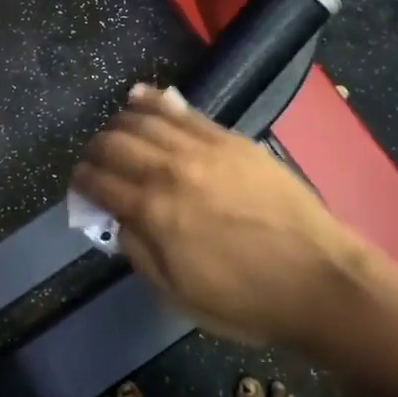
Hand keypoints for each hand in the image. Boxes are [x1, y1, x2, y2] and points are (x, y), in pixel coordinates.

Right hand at [72, 85, 397, 352]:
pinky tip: (139, 96)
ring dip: (120, 123)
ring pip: (144, 120)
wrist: (318, 279)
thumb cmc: (247, 300)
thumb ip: (140, 252)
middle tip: (95, 160)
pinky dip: (154, 100)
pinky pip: (183, 111)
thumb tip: (118, 221)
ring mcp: (201, 148)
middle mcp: (169, 170)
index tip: (79, 183)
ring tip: (114, 130)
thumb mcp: (179, 294)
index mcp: (153, 212)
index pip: (100, 183)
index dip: (82, 181)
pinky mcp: (229, 138)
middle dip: (95, 150)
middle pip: (115, 144)